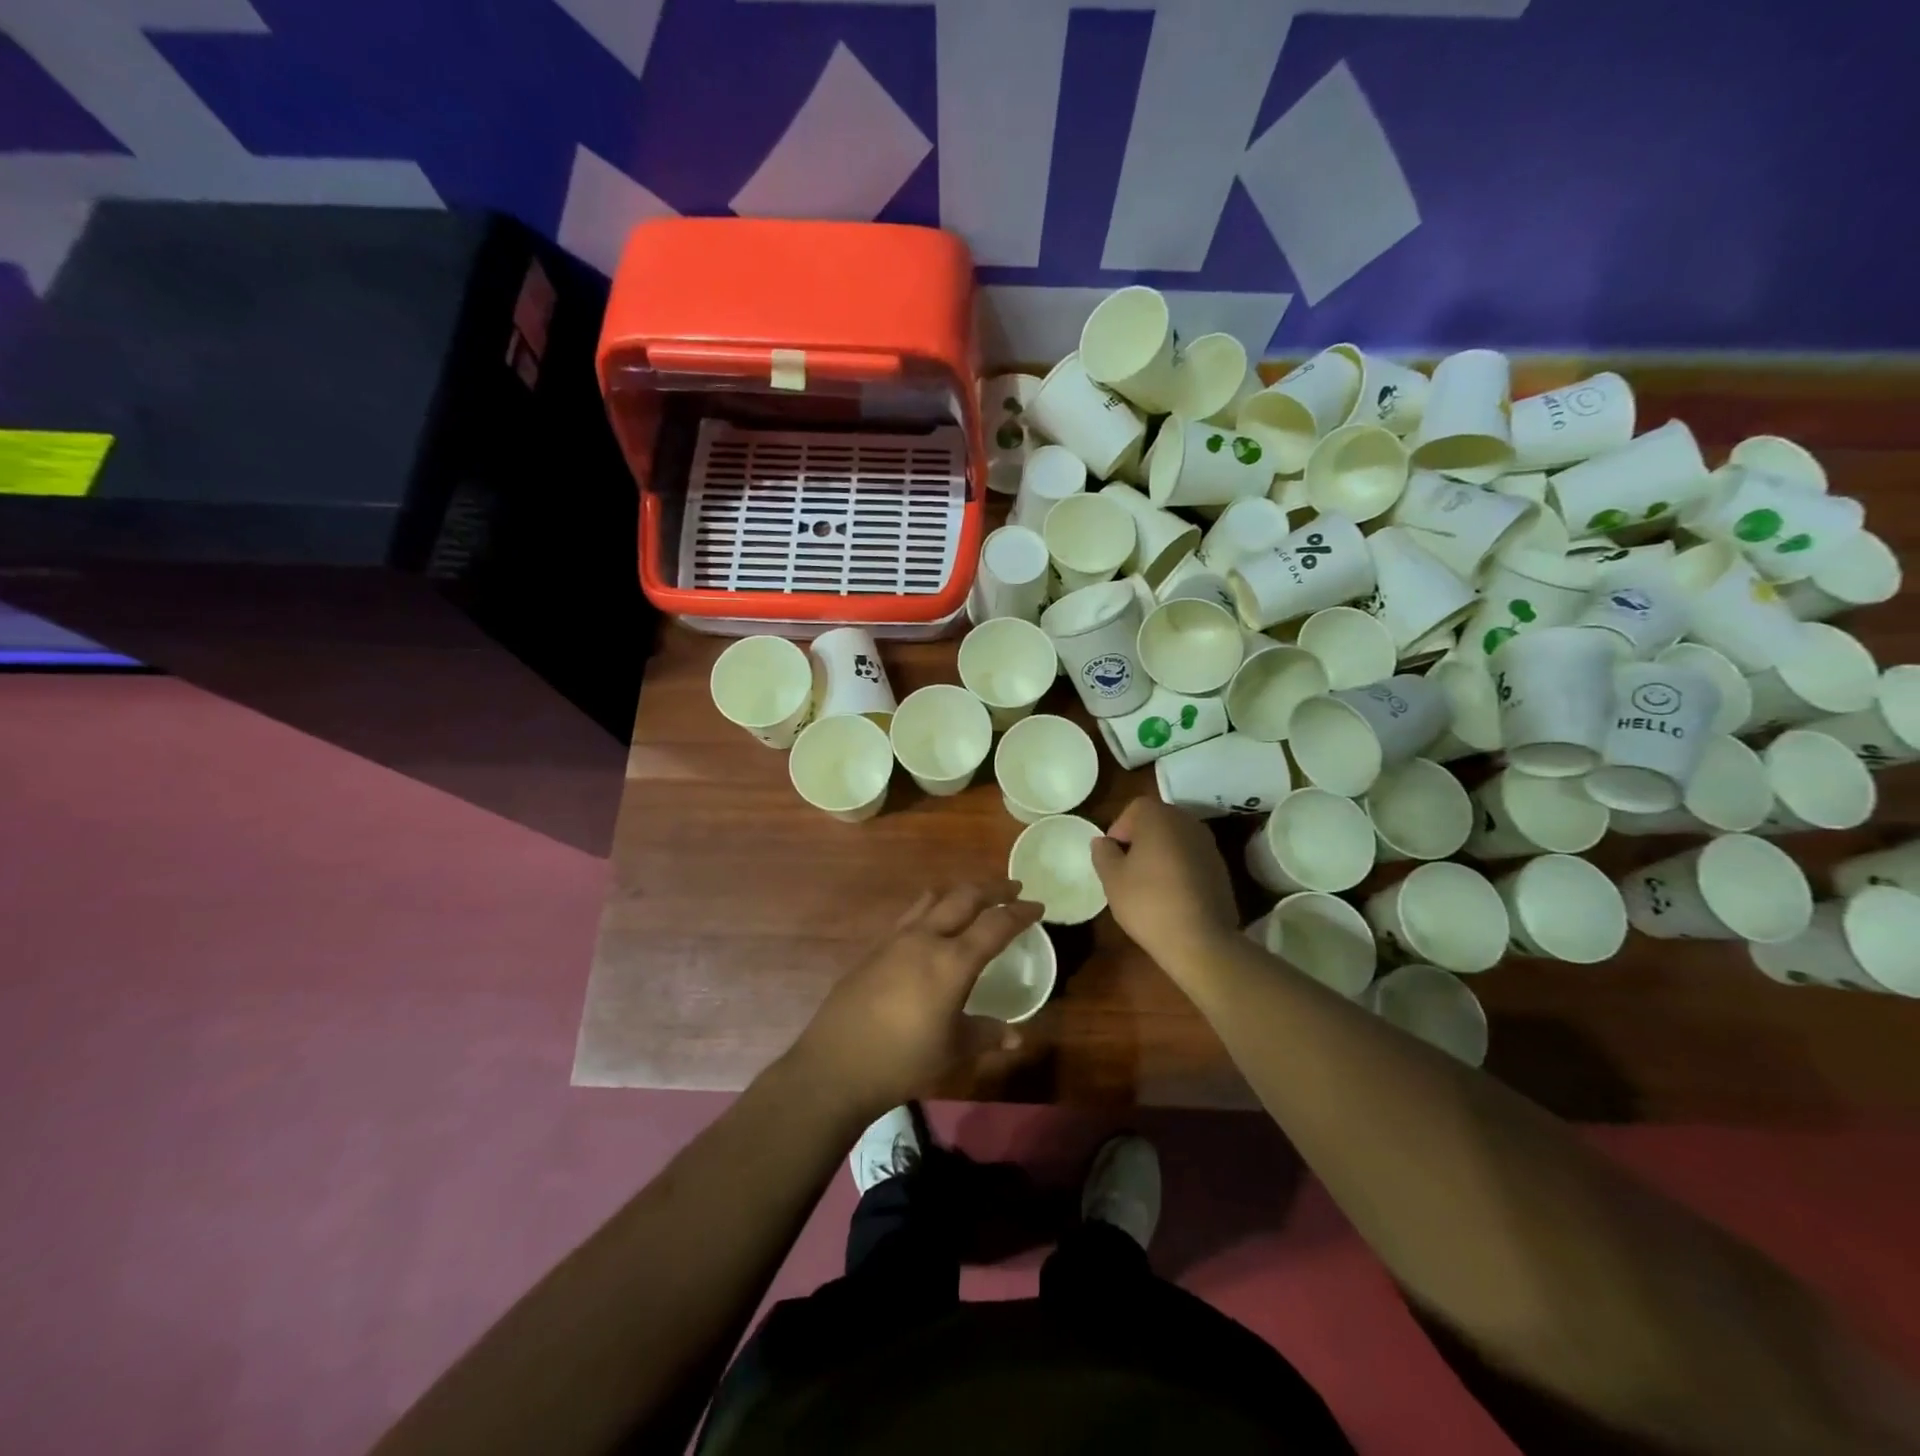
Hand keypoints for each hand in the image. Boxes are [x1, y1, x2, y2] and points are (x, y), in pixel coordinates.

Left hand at [790, 881, 1043, 1120]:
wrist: (837, 1063)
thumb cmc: (903, 1060)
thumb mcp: (953, 1050)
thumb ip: (987, 1034)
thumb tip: (1016, 1036)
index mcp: (952, 961)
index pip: (995, 925)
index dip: (1020, 912)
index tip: (1038, 906)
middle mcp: (926, 938)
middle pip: (965, 897)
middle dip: (993, 889)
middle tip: (1013, 888)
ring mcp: (897, 939)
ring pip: (935, 898)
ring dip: (960, 892)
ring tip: (974, 896)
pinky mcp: (875, 947)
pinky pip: (911, 914)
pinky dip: (932, 907)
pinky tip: (932, 924)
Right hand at [1091, 797, 1239, 975]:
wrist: (1201, 940)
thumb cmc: (1148, 902)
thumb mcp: (1112, 878)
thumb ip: (1103, 853)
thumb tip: (1103, 842)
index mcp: (1160, 817)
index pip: (1135, 808)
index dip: (1119, 828)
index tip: (1112, 855)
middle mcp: (1188, 822)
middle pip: (1158, 820)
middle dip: (1140, 839)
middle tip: (1126, 867)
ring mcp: (1209, 845)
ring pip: (1176, 839)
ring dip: (1161, 853)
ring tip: (1148, 883)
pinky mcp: (1221, 868)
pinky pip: (1192, 858)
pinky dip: (1179, 867)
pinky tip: (1172, 895)